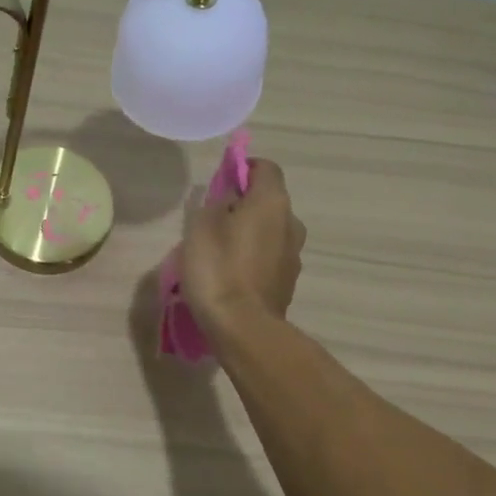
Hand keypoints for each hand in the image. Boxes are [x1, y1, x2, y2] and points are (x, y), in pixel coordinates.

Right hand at [180, 158, 305, 332]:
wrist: (242, 327)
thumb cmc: (218, 268)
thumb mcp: (202, 226)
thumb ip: (217, 203)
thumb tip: (230, 198)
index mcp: (272, 202)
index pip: (265, 167)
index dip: (243, 168)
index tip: (220, 182)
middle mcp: (291, 223)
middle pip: (268, 201)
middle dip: (244, 204)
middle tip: (212, 219)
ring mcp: (293, 255)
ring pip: (270, 231)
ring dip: (249, 233)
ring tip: (219, 251)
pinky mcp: (287, 282)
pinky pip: (269, 257)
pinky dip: (253, 257)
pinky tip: (230, 274)